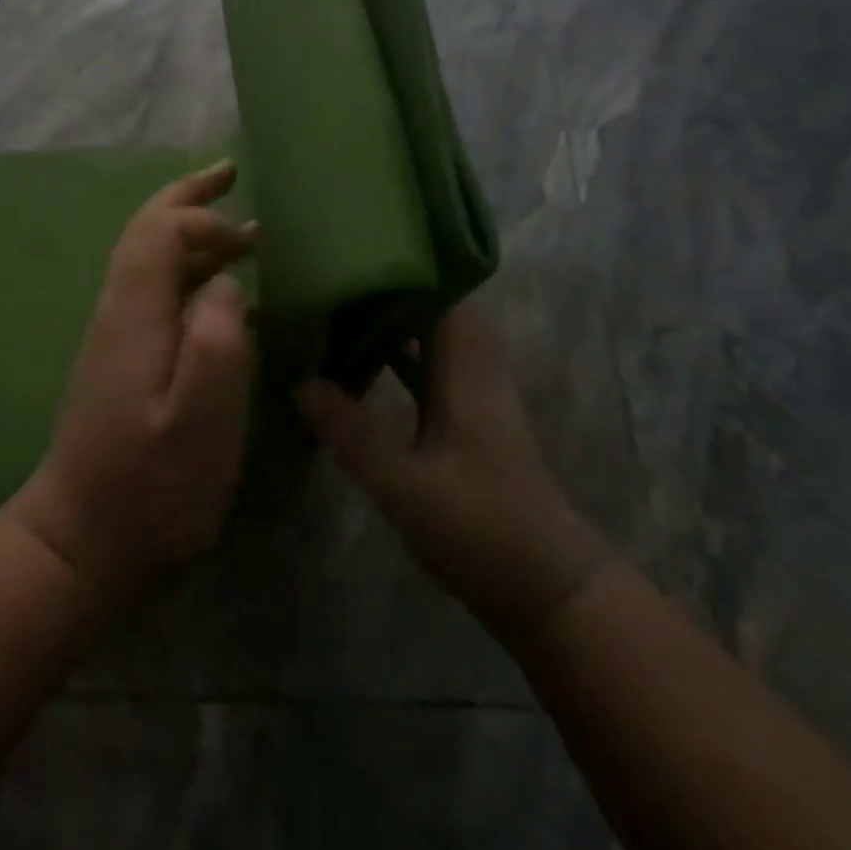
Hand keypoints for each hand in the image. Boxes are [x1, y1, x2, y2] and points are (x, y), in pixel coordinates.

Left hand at [11, 160, 257, 599]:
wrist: (81, 541)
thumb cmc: (149, 489)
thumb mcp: (197, 426)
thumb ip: (216, 345)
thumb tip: (226, 282)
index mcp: (133, 316)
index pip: (160, 232)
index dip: (203, 218)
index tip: (251, 239)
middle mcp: (118, 311)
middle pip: (145, 232)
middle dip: (187, 197)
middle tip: (229, 172)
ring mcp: (116, 334)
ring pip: (149, 258)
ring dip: (190, 230)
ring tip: (239, 227)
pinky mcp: (122, 358)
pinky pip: (155, 289)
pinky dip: (188, 268)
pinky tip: (220, 290)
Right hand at [294, 301, 610, 630]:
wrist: (549, 591)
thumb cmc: (483, 530)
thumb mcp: (407, 485)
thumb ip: (353, 433)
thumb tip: (301, 382)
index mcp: (466, 371)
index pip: (441, 296)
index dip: (402, 271)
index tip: (352, 258)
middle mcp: (475, 371)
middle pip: (436, 310)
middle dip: (388, 292)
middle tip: (334, 284)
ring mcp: (475, 396)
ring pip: (433, 339)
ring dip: (392, 323)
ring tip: (338, 314)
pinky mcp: (470, 422)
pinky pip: (430, 369)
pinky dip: (399, 358)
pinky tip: (362, 369)